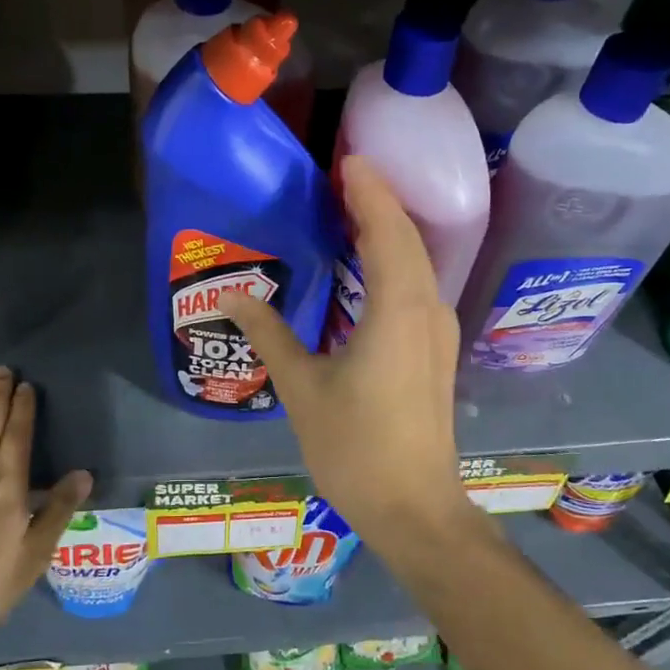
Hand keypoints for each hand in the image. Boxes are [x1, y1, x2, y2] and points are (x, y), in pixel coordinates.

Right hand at [222, 157, 471, 547]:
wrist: (415, 509)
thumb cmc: (356, 448)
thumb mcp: (302, 388)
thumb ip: (269, 334)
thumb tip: (231, 294)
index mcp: (397, 310)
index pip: (387, 231)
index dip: (369, 192)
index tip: (347, 160)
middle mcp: (427, 310)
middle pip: (408, 238)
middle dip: (379, 202)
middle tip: (341, 176)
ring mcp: (438, 332)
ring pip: (418, 262)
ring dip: (389, 230)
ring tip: (351, 210)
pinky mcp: (435, 351)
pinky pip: (417, 286)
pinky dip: (395, 261)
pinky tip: (367, 266)